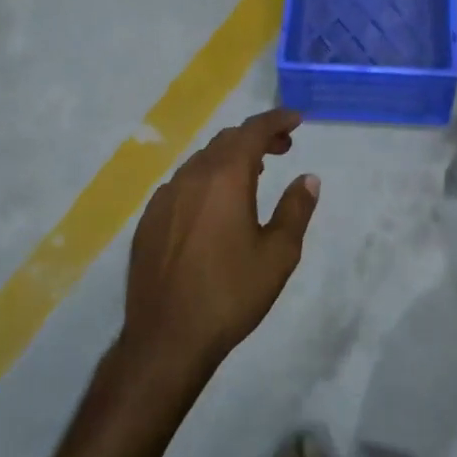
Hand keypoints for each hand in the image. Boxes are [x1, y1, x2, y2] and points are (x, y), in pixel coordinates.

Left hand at [120, 109, 319, 389]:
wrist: (167, 336)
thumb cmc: (230, 294)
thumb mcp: (278, 255)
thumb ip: (295, 210)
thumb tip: (308, 179)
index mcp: (224, 177)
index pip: (252, 131)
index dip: (276, 120)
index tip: (296, 119)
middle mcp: (191, 177)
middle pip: (226, 141)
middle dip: (256, 137)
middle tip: (282, 148)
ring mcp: (164, 197)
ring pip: (201, 161)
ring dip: (229, 158)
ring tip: (253, 174)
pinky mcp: (149, 220)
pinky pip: (182, 185)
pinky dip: (205, 180)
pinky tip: (214, 206)